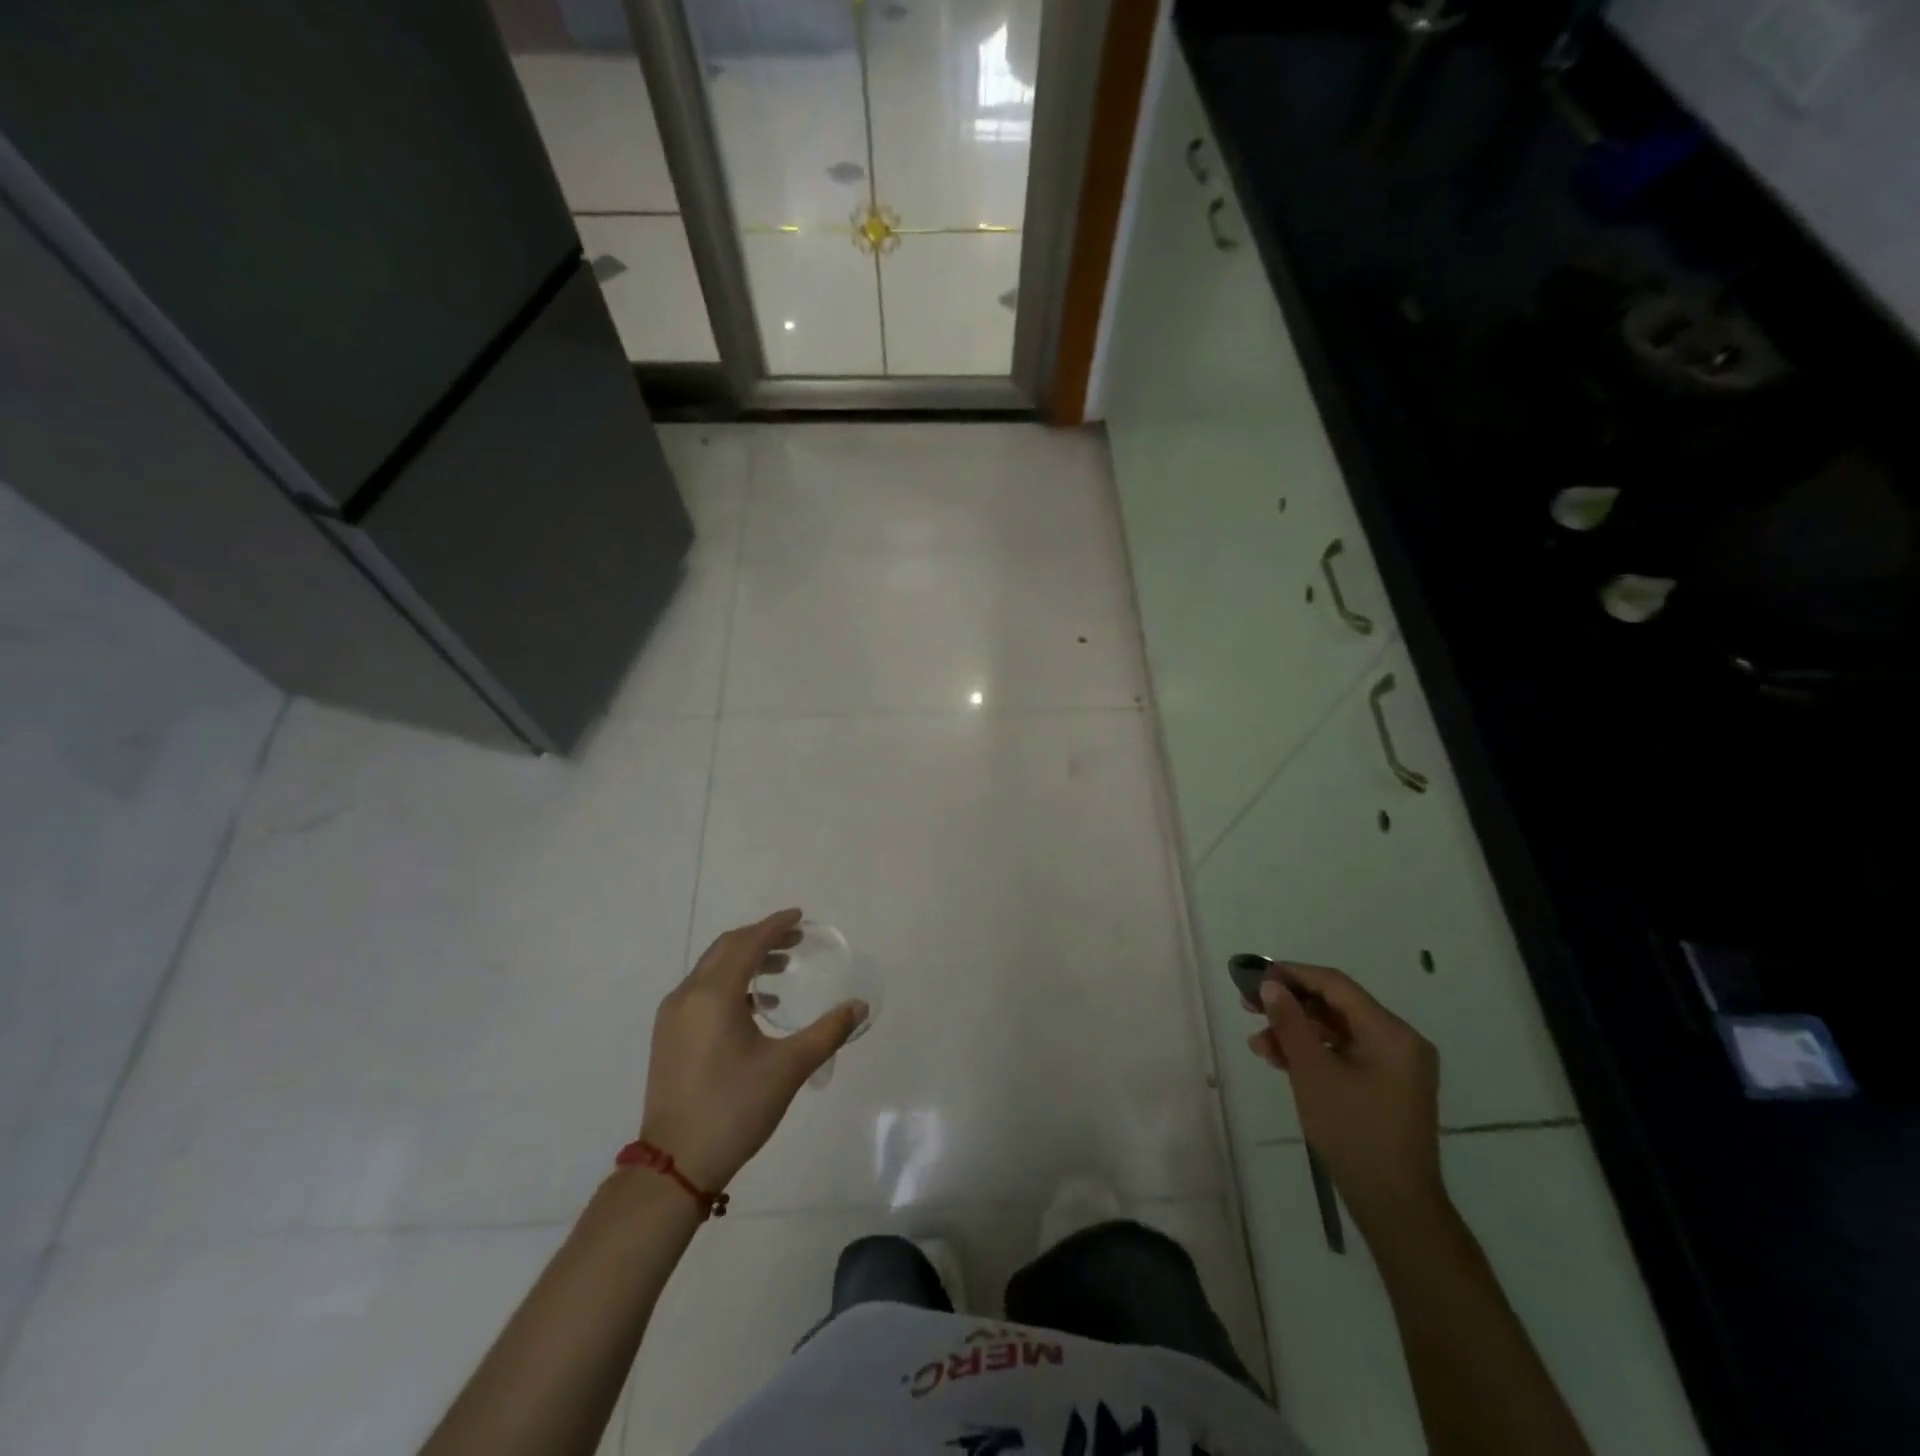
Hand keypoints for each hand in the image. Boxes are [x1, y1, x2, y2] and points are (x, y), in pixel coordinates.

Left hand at [638, 909, 867, 1191]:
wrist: (675, 1165)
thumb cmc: (735, 1109)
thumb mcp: (789, 1068)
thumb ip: (828, 1031)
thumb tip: (859, 1006)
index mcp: (714, 994)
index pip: (748, 943)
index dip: (775, 926)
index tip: (800, 918)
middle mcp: (687, 995)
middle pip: (726, 948)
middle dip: (761, 938)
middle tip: (795, 940)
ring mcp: (672, 1016)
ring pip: (712, 969)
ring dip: (746, 960)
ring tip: (781, 972)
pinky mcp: (668, 1036)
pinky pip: (701, 990)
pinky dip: (729, 983)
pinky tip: (755, 1008)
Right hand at [1247, 962, 1444, 1231]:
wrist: (1395, 1206)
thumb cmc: (1353, 1131)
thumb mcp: (1312, 1072)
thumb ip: (1290, 1022)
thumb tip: (1271, 986)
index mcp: (1391, 1032)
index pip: (1335, 985)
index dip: (1293, 974)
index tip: (1255, 976)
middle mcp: (1400, 1041)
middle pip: (1337, 1006)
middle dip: (1291, 1006)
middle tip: (1249, 1006)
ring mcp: (1396, 1066)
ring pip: (1338, 1032)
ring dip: (1297, 1032)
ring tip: (1259, 1044)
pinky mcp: (1388, 1086)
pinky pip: (1346, 1054)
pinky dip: (1315, 1053)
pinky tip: (1281, 1060)